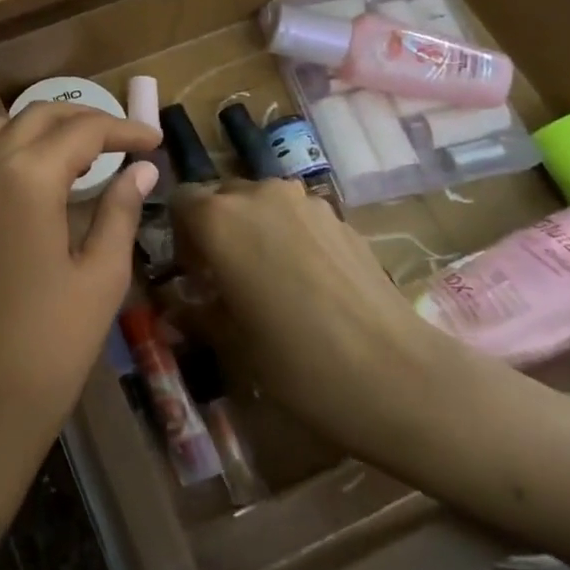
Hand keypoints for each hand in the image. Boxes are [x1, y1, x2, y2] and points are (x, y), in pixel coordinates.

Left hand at [0, 103, 161, 488]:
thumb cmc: (50, 346)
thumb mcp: (100, 276)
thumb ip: (120, 211)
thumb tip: (141, 170)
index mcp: (26, 177)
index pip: (82, 131)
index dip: (124, 130)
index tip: (155, 140)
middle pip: (38, 116)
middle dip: (85, 119)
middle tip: (123, 141)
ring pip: (0, 129)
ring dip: (42, 129)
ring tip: (80, 155)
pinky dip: (9, 150)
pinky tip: (34, 179)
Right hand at [170, 179, 454, 447]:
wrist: (395, 374)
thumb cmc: (295, 361)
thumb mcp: (231, 343)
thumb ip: (194, 313)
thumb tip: (174, 307)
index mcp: (219, 218)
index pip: (180, 202)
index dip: (179, 236)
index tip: (192, 276)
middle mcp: (258, 195)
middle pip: (222, 198)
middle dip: (216, 231)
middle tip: (226, 280)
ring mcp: (305, 202)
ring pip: (262, 205)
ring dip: (254, 231)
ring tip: (270, 281)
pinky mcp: (341, 218)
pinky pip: (297, 218)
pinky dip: (290, 238)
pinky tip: (309, 285)